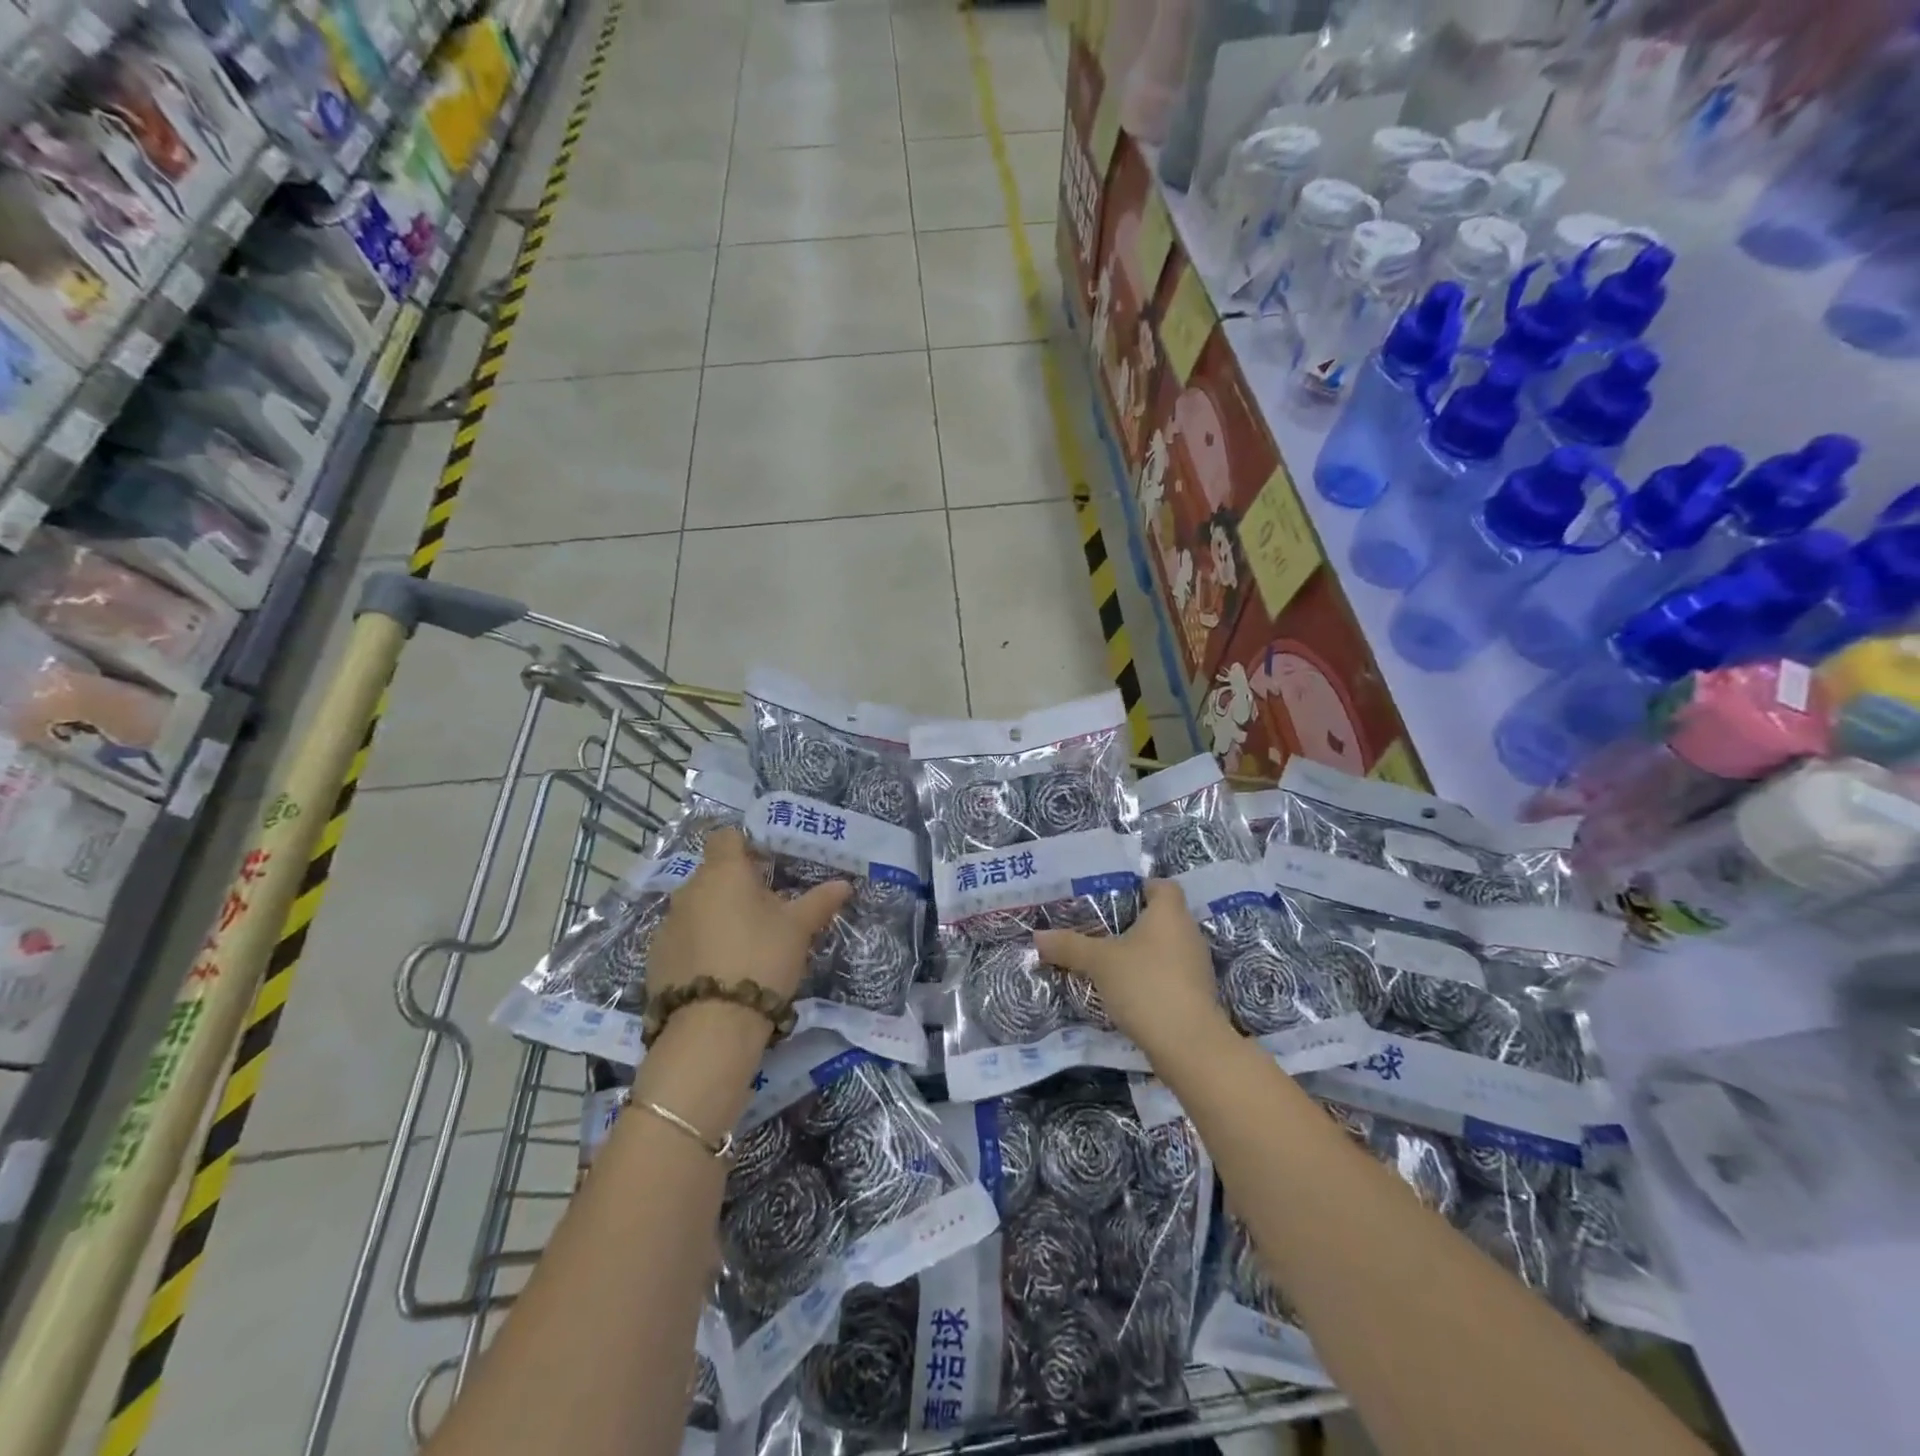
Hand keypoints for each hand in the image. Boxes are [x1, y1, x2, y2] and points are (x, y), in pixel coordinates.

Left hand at [646, 829, 850, 1003]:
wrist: (711, 1025)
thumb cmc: (761, 958)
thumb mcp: (799, 930)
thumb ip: (819, 902)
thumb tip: (844, 884)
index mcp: (723, 872)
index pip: (726, 837)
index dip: (745, 846)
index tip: (766, 867)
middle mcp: (688, 890)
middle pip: (712, 875)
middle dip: (735, 888)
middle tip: (765, 914)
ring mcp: (667, 925)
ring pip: (696, 909)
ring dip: (716, 918)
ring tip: (743, 948)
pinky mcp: (655, 958)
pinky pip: (682, 940)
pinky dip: (699, 947)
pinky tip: (719, 973)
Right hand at [1034, 880, 1229, 1059]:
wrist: (1188, 1044)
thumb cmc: (1145, 984)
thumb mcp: (1099, 962)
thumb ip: (1069, 946)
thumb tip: (1038, 936)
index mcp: (1170, 913)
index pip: (1163, 886)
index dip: (1141, 887)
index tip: (1115, 898)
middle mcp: (1189, 933)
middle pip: (1163, 917)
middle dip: (1135, 922)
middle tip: (1101, 929)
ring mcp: (1196, 965)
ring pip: (1167, 947)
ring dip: (1143, 952)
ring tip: (1110, 960)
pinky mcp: (1197, 994)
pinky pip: (1171, 973)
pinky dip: (1152, 977)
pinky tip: (1127, 990)